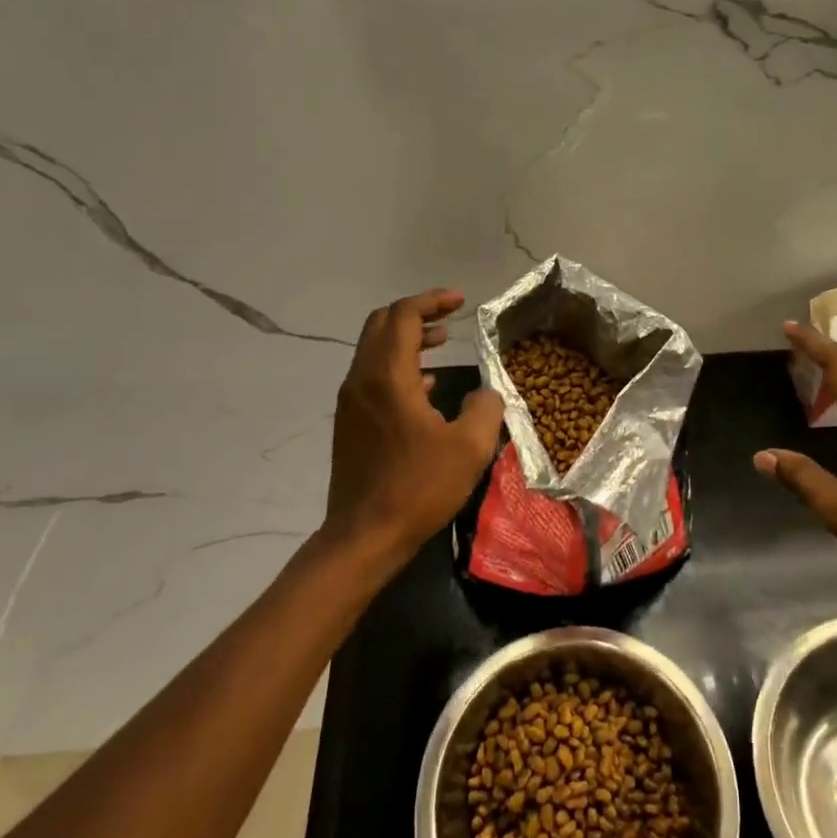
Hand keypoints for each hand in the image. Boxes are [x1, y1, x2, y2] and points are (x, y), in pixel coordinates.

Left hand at [327, 289, 504, 561]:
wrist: (364, 536)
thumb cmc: (418, 487)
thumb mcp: (469, 447)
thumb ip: (485, 407)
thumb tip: (486, 392)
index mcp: (388, 376)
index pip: (404, 316)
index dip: (432, 301)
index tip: (461, 301)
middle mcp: (362, 379)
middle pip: (382, 324)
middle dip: (417, 313)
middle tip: (450, 315)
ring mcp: (351, 401)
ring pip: (375, 349)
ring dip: (408, 338)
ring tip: (442, 341)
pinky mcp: (350, 422)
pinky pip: (373, 375)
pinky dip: (399, 364)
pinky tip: (427, 384)